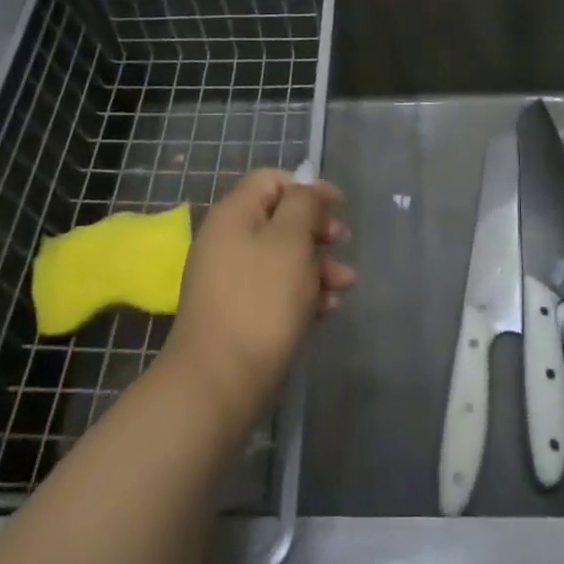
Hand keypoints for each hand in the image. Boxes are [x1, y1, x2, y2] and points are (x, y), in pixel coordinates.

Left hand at [161, 168, 356, 427]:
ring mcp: (229, 279)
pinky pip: (274, 289)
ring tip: (346, 285)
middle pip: (279, 218)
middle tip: (342, 241)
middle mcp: (227, 240)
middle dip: (316, 229)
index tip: (338, 205)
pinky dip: (302, 292)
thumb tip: (306, 186)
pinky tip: (327, 310)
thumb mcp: (290, 241)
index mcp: (233, 214)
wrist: (218, 383)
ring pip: (281, 256)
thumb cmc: (260, 301)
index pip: (271, 180)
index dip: (307, 187)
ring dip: (317, 264)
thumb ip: (303, 204)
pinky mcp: (237, 313)